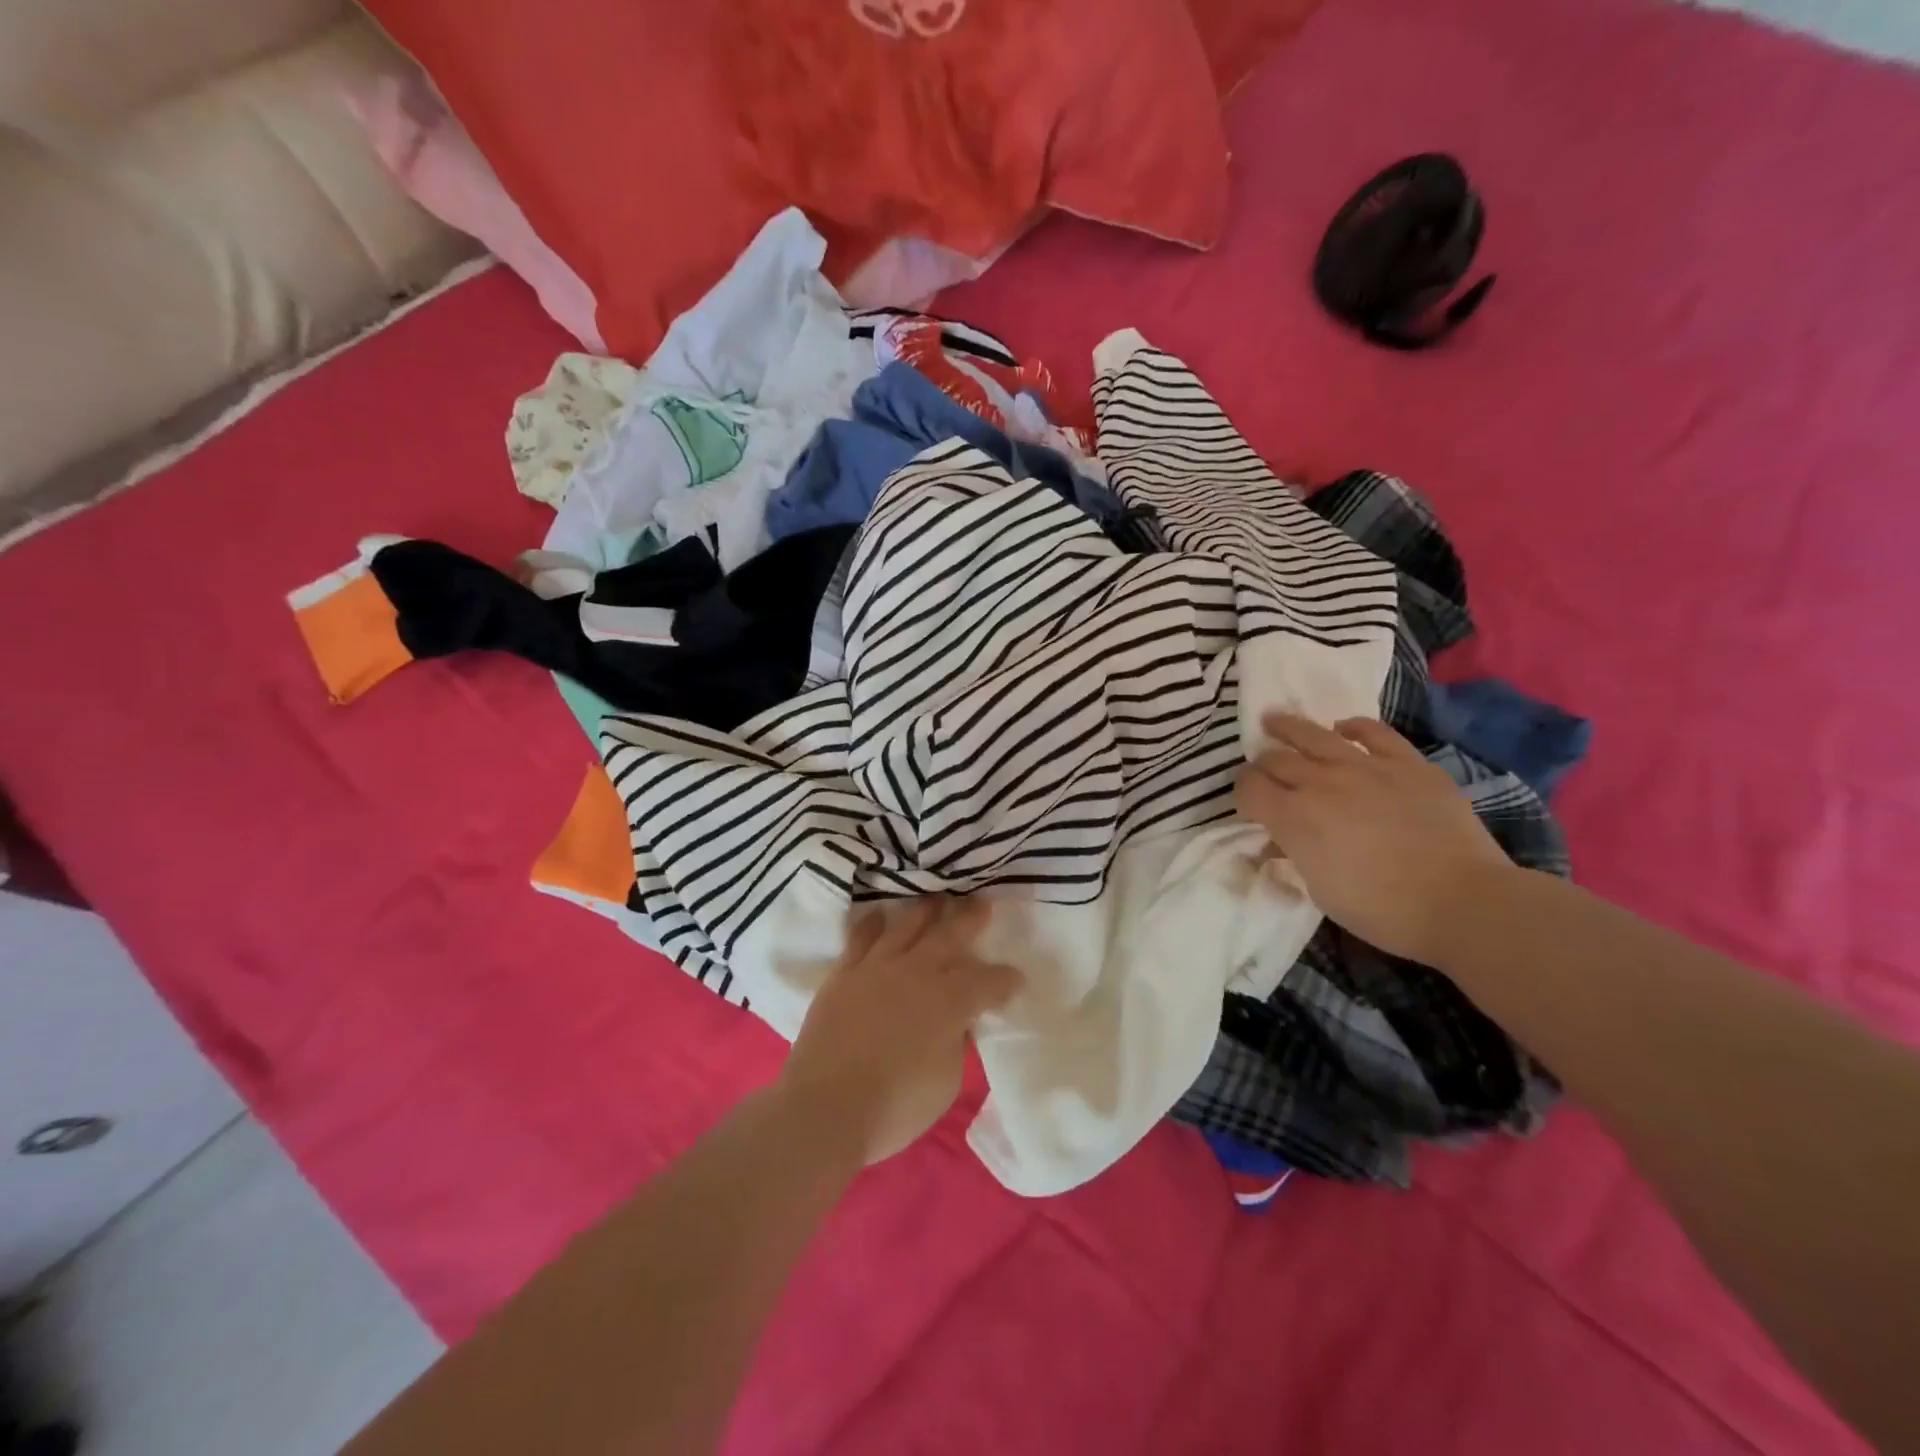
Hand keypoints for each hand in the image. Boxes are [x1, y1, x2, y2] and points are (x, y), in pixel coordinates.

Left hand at [780, 897, 1018, 1165]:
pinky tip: (879, 915)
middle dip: (971, 918)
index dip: (1006, 979)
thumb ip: (956, 1043)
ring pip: (907, 925)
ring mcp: (878, 967)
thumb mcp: (946, 1081)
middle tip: (982, 902)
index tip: (1015, 979)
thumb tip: (957, 1024)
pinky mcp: (845, 973)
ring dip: (926, 909)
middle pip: (951, 935)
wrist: (826, 1107)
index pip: (989, 982)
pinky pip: (861, 937)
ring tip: (937, 897)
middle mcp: (918, 972)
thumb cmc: (896, 1105)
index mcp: (951, 1001)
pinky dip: (873, 923)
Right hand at [1236, 713, 1515, 963]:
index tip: (1249, 805)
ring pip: (1314, 734)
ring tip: (1275, 721)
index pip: (1248, 787)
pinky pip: (1373, 731)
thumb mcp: (1319, 891)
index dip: (1241, 793)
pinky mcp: (1407, 762)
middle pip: (1275, 759)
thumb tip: (1279, 842)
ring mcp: (1365, 766)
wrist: (1463, 902)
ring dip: (1287, 727)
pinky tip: (1343, 729)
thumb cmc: (1382, 910)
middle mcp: (1321, 782)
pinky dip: (1352, 726)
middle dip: (1262, 764)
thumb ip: (1293, 856)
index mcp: (1293, 817)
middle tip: (1264, 772)